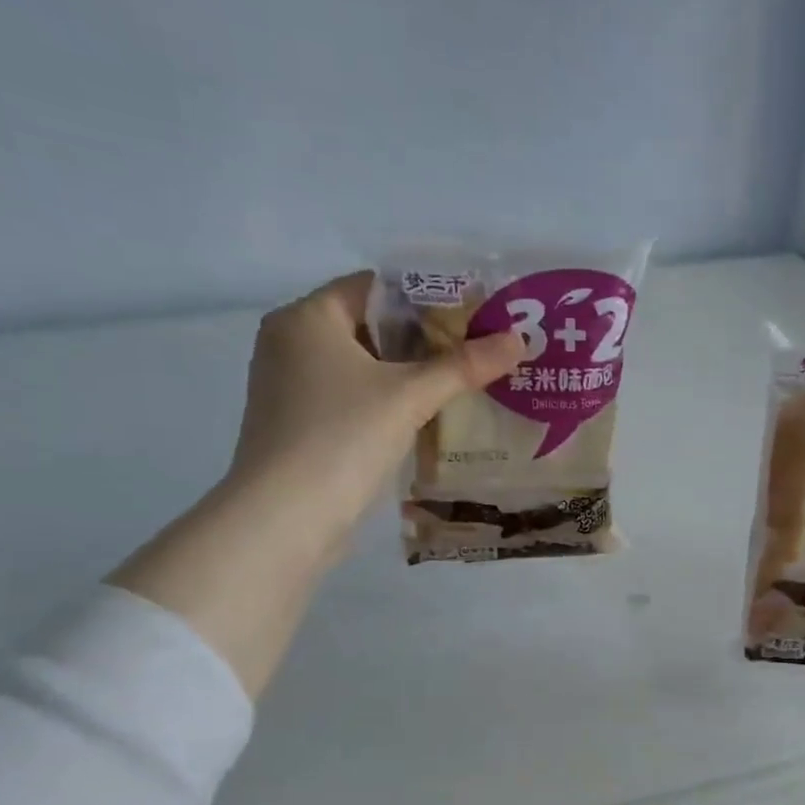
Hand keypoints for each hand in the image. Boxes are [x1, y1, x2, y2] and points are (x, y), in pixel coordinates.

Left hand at [228, 271, 524, 552]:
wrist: (286, 516)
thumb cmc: (343, 437)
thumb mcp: (410, 397)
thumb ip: (463, 366)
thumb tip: (519, 339)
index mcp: (307, 318)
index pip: (375, 288)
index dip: (427, 298)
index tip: (473, 315)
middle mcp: (290, 343)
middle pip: (370, 328)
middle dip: (424, 341)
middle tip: (477, 351)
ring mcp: (291, 387)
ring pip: (362, 368)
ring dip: (409, 376)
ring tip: (463, 384)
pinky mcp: (299, 426)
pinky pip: (352, 399)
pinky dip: (387, 404)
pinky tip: (426, 420)